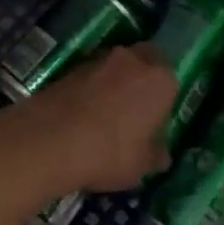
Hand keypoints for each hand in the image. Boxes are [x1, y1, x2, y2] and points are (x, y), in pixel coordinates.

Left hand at [28, 45, 177, 191]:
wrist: (52, 139)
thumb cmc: (111, 152)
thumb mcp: (142, 165)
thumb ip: (155, 155)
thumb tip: (161, 155)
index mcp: (160, 79)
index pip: (171, 80)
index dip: (163, 99)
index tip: (155, 120)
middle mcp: (133, 59)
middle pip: (144, 60)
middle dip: (141, 78)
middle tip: (135, 109)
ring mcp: (100, 59)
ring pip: (116, 66)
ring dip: (115, 82)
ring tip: (105, 115)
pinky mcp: (72, 66)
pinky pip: (91, 75)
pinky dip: (91, 88)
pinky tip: (84, 115)